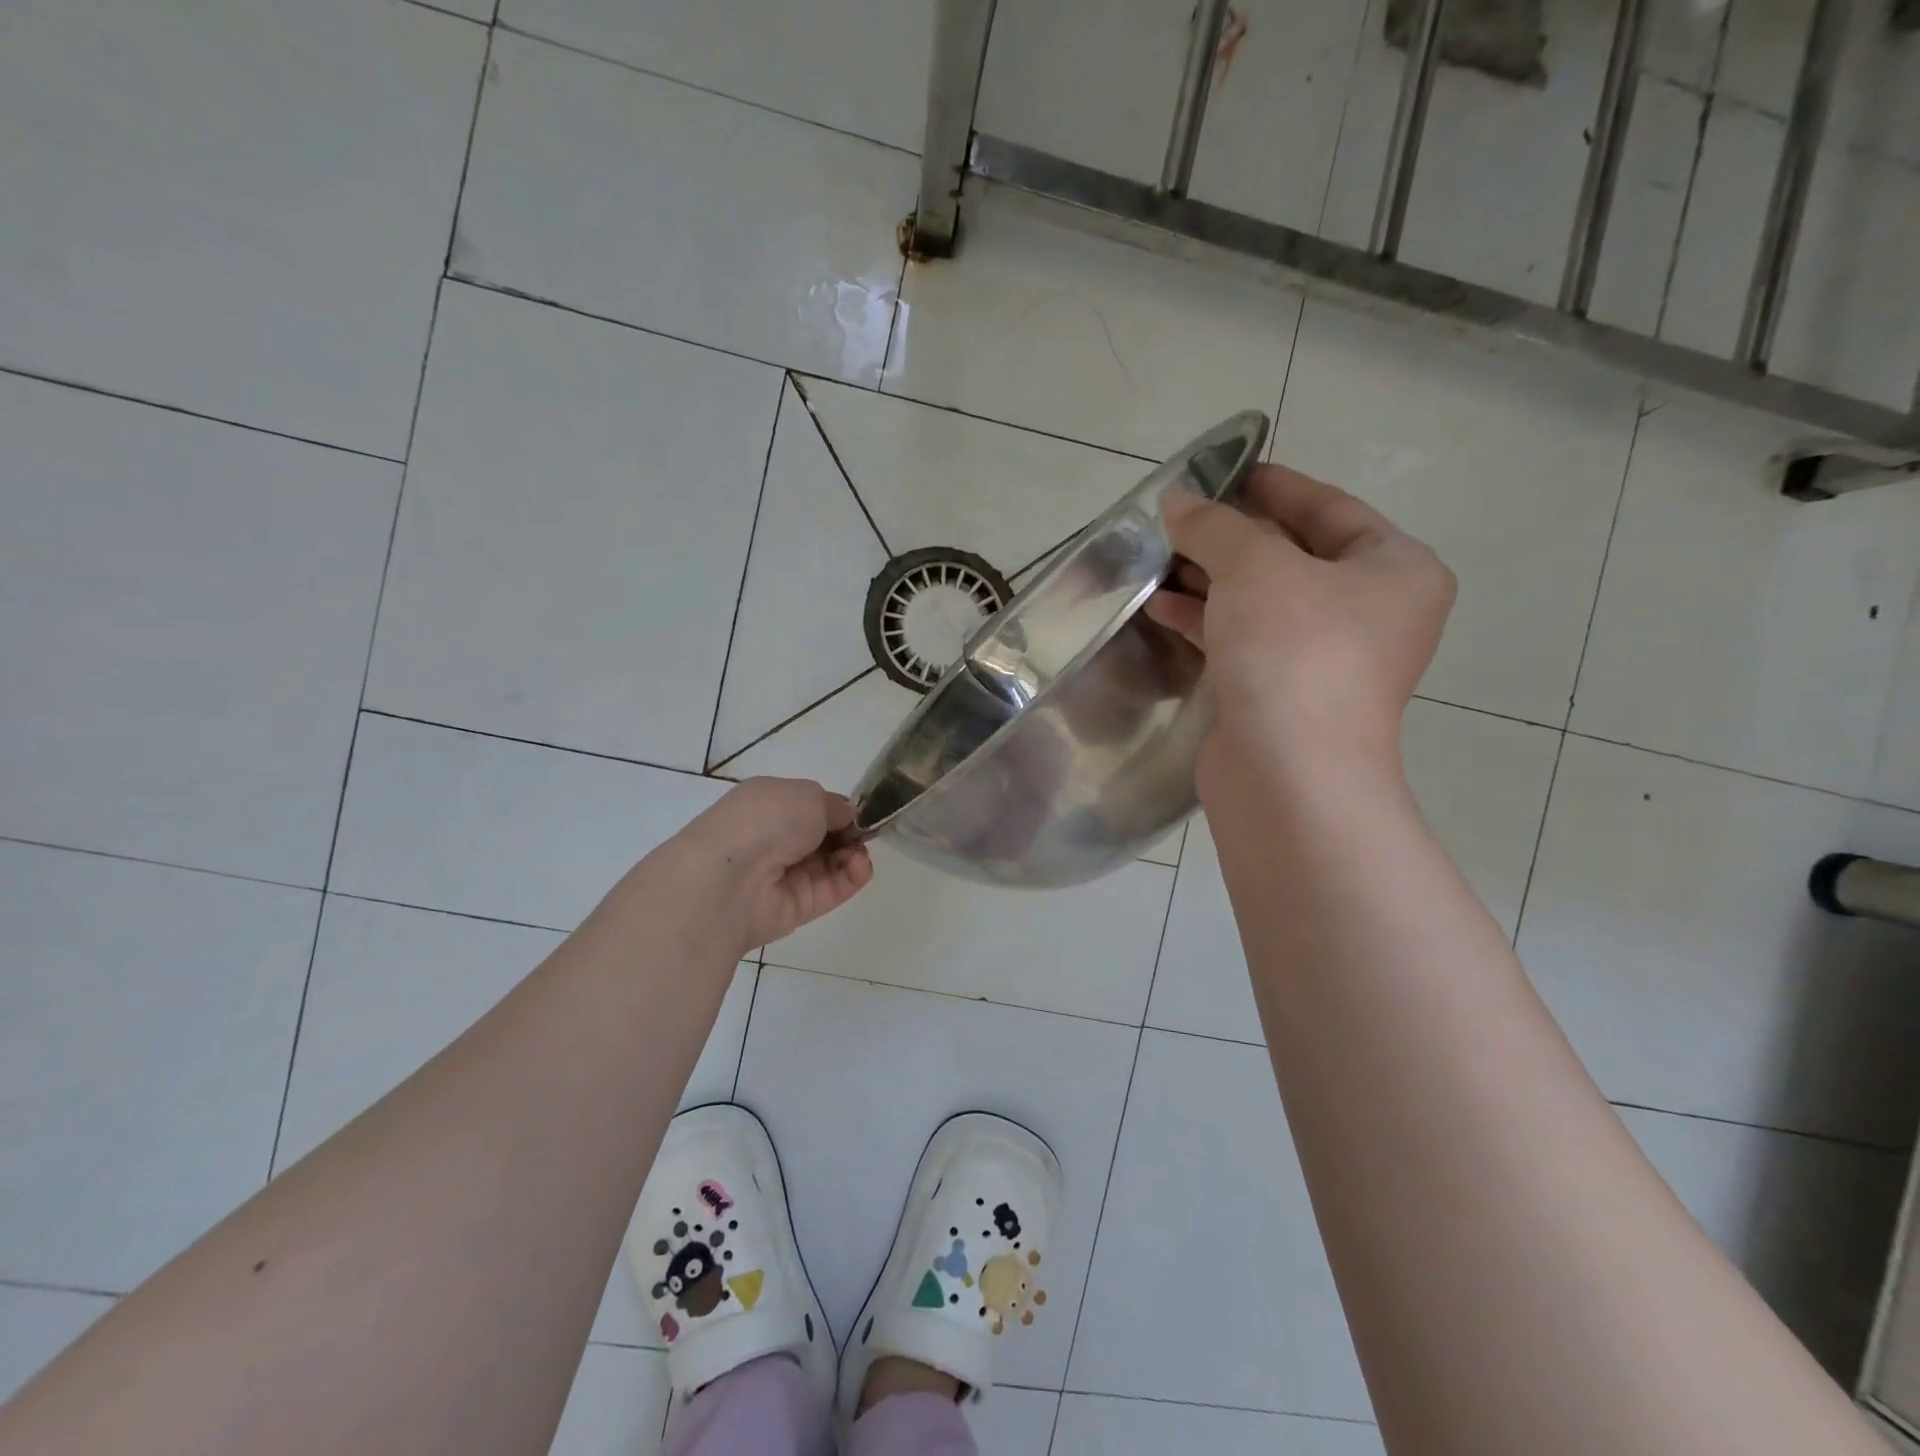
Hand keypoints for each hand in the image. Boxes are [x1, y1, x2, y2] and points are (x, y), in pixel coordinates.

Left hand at [674, 777, 873, 954]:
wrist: (731, 877)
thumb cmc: (766, 820)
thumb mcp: (808, 795)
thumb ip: (835, 806)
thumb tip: (847, 817)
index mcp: (768, 804)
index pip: (810, 807)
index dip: (838, 810)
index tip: (860, 812)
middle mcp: (774, 839)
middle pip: (823, 837)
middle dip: (849, 832)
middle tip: (865, 832)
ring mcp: (785, 875)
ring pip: (832, 863)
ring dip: (853, 854)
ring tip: (858, 851)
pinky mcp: (797, 907)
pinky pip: (833, 889)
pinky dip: (853, 876)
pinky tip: (859, 865)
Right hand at [1144, 464, 1454, 784]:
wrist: (1288, 774)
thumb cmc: (1294, 651)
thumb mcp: (1256, 567)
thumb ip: (1216, 526)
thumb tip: (1179, 503)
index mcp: (1394, 570)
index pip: (1329, 508)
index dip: (1273, 486)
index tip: (1224, 471)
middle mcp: (1367, 612)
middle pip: (1290, 555)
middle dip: (1229, 536)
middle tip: (1177, 517)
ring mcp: (1323, 658)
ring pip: (1259, 601)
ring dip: (1208, 578)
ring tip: (1156, 557)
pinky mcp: (1280, 692)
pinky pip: (1241, 639)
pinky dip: (1203, 620)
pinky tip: (1158, 605)